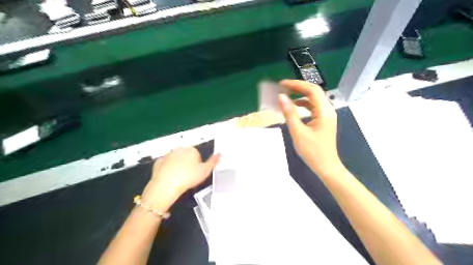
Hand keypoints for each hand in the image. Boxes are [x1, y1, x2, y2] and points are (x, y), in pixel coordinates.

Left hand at [141, 147, 220, 210]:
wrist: (166, 186)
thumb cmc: (188, 178)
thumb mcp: (205, 171)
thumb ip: (213, 162)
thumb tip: (219, 154)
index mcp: (191, 150)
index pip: (198, 155)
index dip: (199, 165)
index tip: (197, 173)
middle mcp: (179, 149)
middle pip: (186, 156)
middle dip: (188, 164)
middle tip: (189, 176)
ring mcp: (167, 155)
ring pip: (176, 159)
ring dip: (178, 166)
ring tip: (180, 179)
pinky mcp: (158, 162)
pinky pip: (165, 164)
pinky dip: (167, 169)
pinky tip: (170, 178)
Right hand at [278, 80, 341, 176]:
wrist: (327, 167)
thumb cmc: (313, 152)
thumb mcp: (298, 133)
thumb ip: (289, 113)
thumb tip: (281, 97)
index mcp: (324, 112)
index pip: (311, 90)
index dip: (296, 84)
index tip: (282, 84)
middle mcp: (328, 110)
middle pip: (314, 92)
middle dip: (298, 87)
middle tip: (283, 87)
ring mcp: (327, 115)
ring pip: (315, 98)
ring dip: (301, 94)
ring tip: (287, 94)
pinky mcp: (325, 120)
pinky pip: (315, 106)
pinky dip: (304, 103)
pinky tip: (296, 105)